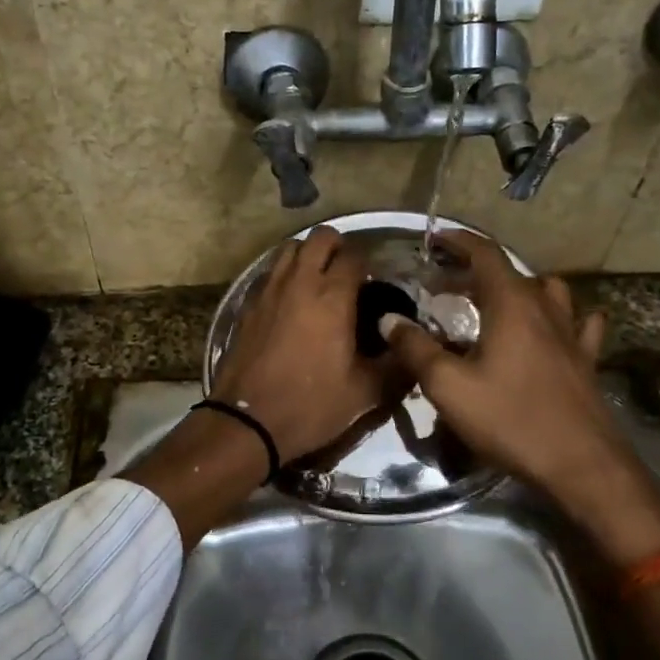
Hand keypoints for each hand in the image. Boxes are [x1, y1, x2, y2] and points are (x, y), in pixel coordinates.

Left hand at [212, 227, 385, 464]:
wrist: (247, 422)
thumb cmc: (311, 405)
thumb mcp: (366, 393)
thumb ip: (397, 365)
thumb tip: (413, 347)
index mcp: (332, 297)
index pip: (354, 255)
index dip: (369, 264)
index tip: (375, 284)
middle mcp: (299, 282)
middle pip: (320, 237)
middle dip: (338, 247)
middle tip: (348, 274)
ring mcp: (269, 290)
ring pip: (290, 248)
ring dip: (308, 255)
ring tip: (318, 281)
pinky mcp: (248, 304)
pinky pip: (269, 272)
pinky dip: (284, 274)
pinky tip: (291, 300)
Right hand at [381, 232, 659, 558]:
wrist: (581, 464)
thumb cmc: (511, 419)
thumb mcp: (449, 386)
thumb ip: (416, 348)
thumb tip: (390, 319)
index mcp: (511, 305)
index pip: (485, 254)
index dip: (458, 241)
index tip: (434, 239)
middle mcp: (544, 308)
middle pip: (511, 271)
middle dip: (476, 268)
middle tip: (445, 281)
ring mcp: (571, 333)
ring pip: (548, 291)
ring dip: (519, 287)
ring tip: (495, 301)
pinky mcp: (586, 359)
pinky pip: (578, 323)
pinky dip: (562, 316)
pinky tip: (555, 327)